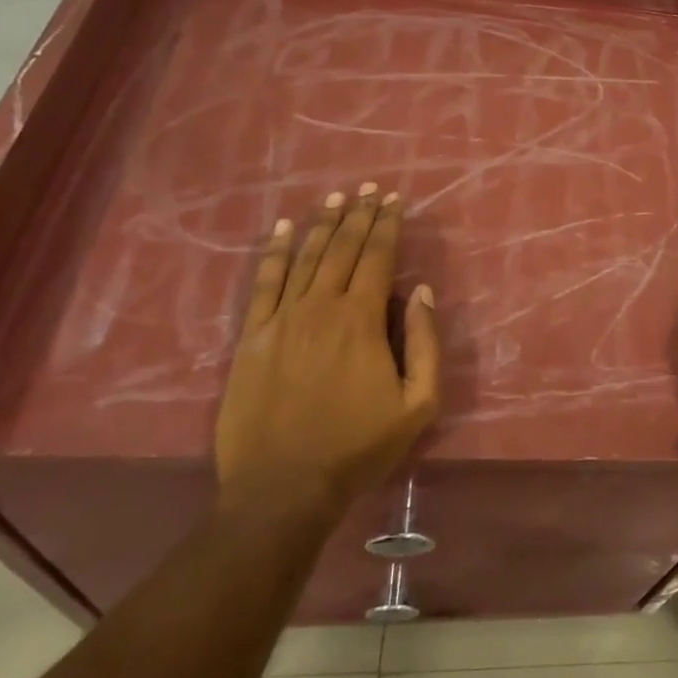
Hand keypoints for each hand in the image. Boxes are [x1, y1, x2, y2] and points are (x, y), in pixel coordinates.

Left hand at [216, 185, 440, 526]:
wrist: (283, 489)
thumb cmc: (358, 447)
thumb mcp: (417, 405)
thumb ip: (425, 343)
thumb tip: (421, 292)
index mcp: (362, 320)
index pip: (377, 257)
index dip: (388, 225)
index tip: (395, 199)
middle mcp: (321, 307)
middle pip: (342, 249)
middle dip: (359, 215)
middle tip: (369, 188)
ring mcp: (281, 320)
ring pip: (305, 258)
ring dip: (322, 224)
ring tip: (336, 198)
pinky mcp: (252, 337)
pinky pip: (263, 283)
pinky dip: (273, 253)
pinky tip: (281, 230)